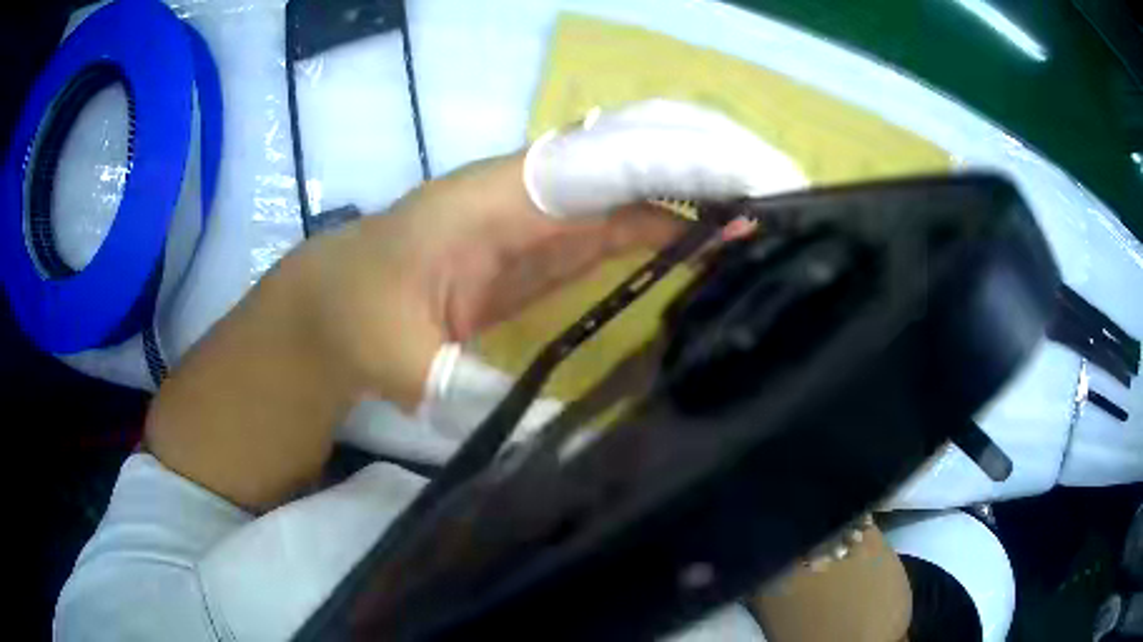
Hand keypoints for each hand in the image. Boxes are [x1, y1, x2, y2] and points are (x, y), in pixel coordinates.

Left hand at [294, 99, 807, 411]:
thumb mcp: (403, 360)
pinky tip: (715, 252)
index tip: (756, 188)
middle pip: (638, 150)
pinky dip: (676, 230)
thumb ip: (474, 392)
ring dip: (705, 195)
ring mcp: (544, 213)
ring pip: (640, 184)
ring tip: (772, 223)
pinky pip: (625, 221)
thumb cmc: (355, 317)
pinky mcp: (548, 243)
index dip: (685, 166)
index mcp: (499, 197)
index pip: (611, 160)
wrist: (330, 305)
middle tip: (787, 193)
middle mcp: (533, 188)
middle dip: (712, 162)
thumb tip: (565, 439)